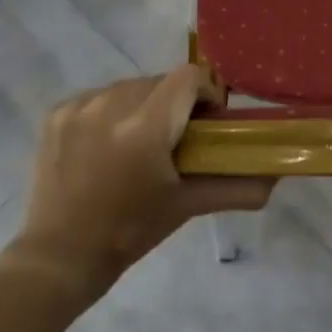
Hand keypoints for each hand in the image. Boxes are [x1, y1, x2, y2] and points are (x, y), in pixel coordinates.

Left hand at [18, 66, 272, 286]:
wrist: (61, 254)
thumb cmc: (131, 231)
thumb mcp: (187, 205)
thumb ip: (237, 188)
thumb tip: (275, 179)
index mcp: (145, 127)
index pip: (189, 77)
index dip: (207, 92)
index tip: (209, 121)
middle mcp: (110, 105)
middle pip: (160, 81)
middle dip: (176, 103)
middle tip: (179, 139)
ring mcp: (79, 106)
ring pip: (129, 87)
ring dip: (145, 105)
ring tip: (141, 143)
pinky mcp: (57, 112)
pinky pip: (99, 97)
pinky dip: (113, 112)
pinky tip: (110, 145)